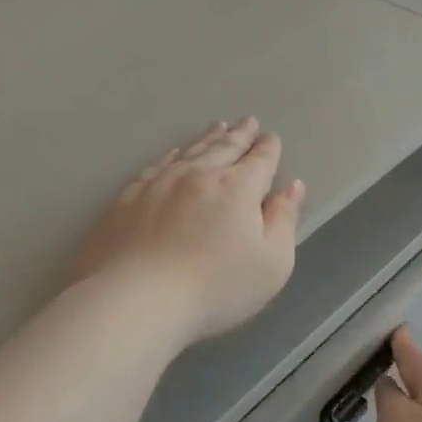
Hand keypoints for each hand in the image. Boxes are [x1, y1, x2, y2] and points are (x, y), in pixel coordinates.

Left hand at [73, 119, 304, 347]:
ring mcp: (160, 183)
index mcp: (238, 188)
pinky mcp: (128, 198)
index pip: (260, 161)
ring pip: (190, 151)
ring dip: (207, 138)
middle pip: (224, 147)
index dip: (268, 148)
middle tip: (247, 122)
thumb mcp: (271, 263)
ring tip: (217, 127)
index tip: (271, 138)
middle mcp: (199, 175)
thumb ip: (284, 221)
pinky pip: (156, 166)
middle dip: (239, 134)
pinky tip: (173, 154)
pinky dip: (171, 155)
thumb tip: (292, 187)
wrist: (138, 299)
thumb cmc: (216, 288)